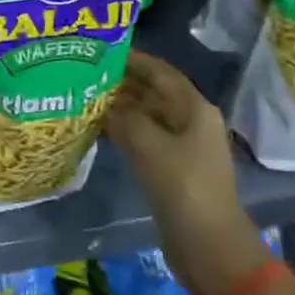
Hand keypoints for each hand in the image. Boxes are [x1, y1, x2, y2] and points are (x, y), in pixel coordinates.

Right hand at [107, 51, 269, 294]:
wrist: (208, 245)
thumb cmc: (183, 186)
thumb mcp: (148, 144)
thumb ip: (124, 117)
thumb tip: (104, 105)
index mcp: (194, 108)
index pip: (160, 72)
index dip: (133, 59)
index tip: (101, 50)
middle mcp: (191, 121)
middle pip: (153, 92)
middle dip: (122, 82)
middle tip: (85, 72)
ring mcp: (183, 146)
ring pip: (147, 115)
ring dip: (120, 106)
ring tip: (85, 96)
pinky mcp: (172, 168)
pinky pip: (145, 138)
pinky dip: (123, 129)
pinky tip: (98, 128)